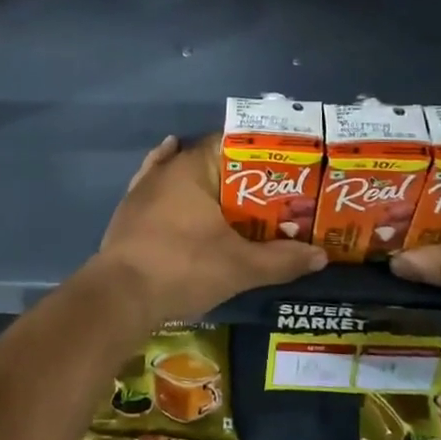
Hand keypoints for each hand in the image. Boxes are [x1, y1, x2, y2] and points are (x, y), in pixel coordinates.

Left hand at [94, 135, 327, 328]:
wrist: (119, 296)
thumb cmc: (182, 267)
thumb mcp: (239, 266)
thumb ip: (281, 259)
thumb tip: (321, 256)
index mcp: (192, 167)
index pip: (231, 144)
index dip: (260, 154)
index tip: (284, 169)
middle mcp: (166, 169)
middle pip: (209, 161)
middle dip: (238, 175)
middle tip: (270, 193)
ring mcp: (143, 189)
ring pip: (182, 175)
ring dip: (207, 184)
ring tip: (236, 197)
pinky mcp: (129, 212)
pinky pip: (158, 192)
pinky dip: (176, 193)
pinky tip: (182, 193)